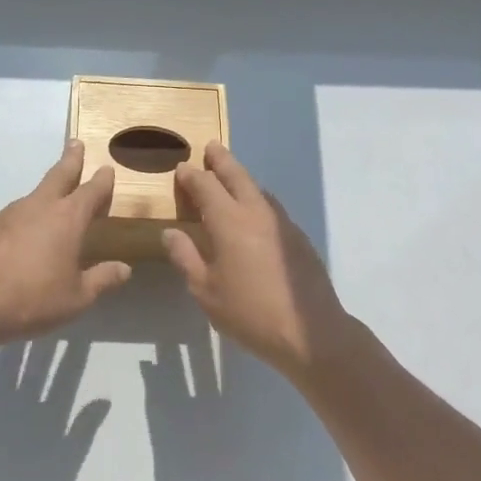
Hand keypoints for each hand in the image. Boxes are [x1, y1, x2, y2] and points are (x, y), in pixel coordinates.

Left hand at [0, 141, 131, 348]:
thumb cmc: (33, 299)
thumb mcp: (77, 297)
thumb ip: (102, 279)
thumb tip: (124, 268)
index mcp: (67, 219)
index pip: (91, 191)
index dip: (102, 180)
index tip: (107, 169)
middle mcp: (39, 206)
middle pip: (59, 174)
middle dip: (70, 159)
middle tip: (75, 143)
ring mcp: (9, 213)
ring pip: (34, 195)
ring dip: (45, 193)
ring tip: (52, 204)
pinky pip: (12, 217)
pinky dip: (22, 220)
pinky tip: (21, 239)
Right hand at [162, 143, 352, 379]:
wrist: (310, 332)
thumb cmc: (249, 312)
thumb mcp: (205, 290)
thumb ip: (185, 257)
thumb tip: (170, 233)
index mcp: (229, 221)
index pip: (206, 186)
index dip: (191, 176)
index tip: (181, 168)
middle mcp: (256, 213)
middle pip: (237, 176)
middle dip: (221, 160)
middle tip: (211, 148)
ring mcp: (282, 223)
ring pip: (257, 189)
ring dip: (241, 178)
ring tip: (229, 176)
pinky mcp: (298, 238)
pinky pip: (271, 206)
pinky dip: (256, 198)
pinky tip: (253, 212)